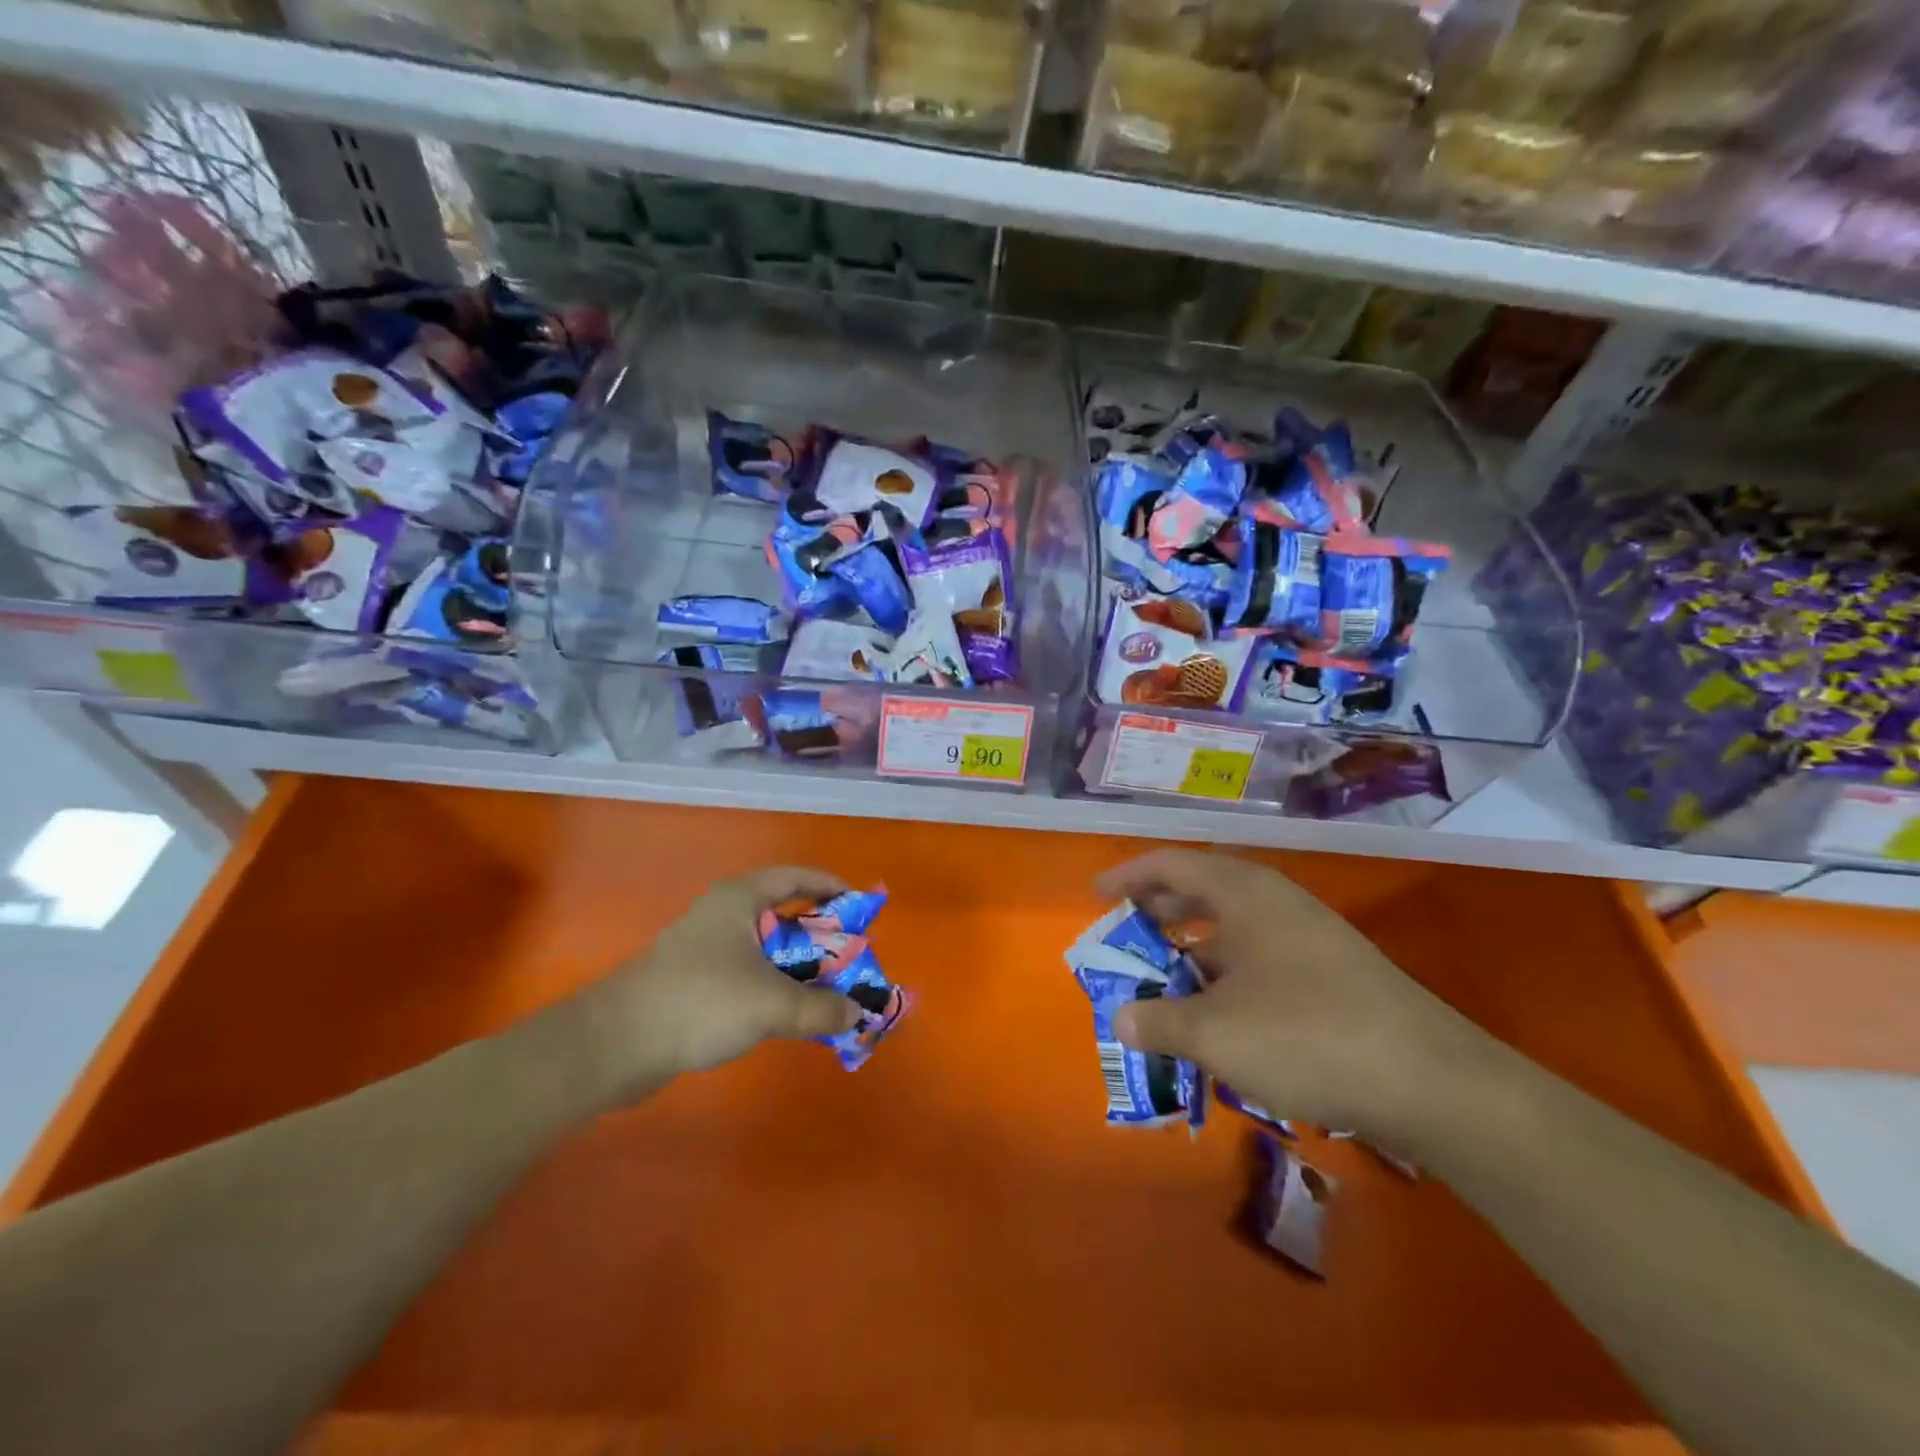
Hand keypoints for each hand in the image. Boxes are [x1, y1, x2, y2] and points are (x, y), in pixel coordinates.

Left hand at [588, 866, 861, 1094]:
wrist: (614, 1044)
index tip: (860, 905)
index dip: (830, 886)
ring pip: (765, 947)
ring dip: (798, 965)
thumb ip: (820, 1008)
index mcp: (740, 899)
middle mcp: (723, 914)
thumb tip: (856, 1015)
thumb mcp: (771, 1004)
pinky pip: (747, 972)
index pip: (795, 877)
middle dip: (820, 934)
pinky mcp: (692, 979)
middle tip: (851, 955)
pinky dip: (773, 985)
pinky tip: (786, 1012)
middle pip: (783, 913)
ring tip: (827, 987)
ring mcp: (704, 947)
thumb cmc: (700, 1002)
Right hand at [1101, 849, 1489, 1137]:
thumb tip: (1122, 1018)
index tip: (1097, 894)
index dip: (1129, 875)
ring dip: (1193, 948)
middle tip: (1126, 935)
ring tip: (1164, 978)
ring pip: (1233, 928)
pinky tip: (1219, 1015)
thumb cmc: (1307, 1036)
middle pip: (1203, 890)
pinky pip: (1260, 958)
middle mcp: (1276, 903)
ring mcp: (1309, 937)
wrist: (1432, 1082)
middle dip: (1159, 911)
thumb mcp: (1215, 1032)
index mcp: (1244, 894)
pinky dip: (1226, 975)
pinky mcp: (1332, 974)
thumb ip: (1159, 1022)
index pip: (1172, 864)